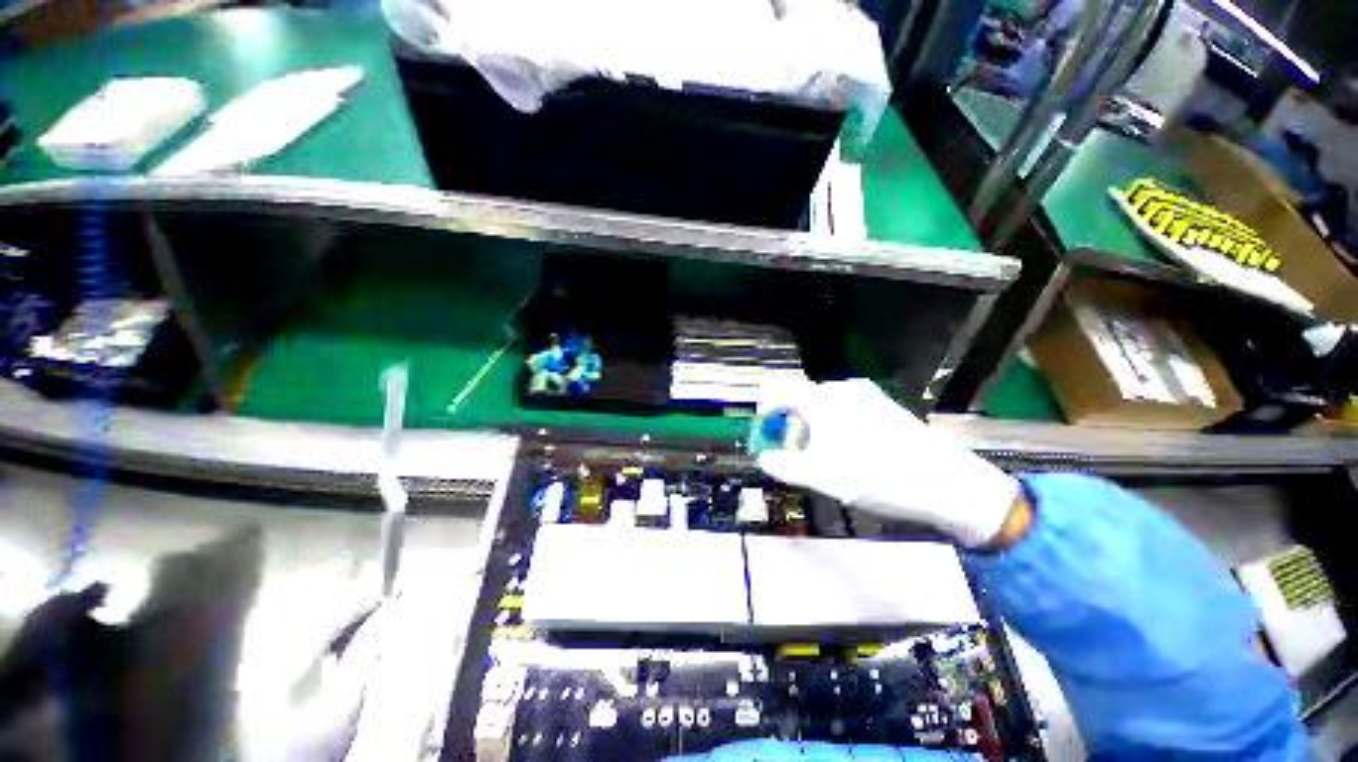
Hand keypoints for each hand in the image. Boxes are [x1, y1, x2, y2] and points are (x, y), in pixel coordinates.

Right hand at [755, 379, 1019, 547]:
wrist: (946, 483)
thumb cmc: (877, 477)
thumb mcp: (821, 477)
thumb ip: (783, 466)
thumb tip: (763, 459)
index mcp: (823, 399)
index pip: (780, 393)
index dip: (765, 411)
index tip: (762, 432)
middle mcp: (843, 389)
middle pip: (801, 402)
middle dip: (791, 428)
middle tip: (794, 457)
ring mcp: (866, 395)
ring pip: (823, 407)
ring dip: (812, 430)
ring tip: (821, 460)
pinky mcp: (883, 405)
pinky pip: (844, 410)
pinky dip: (833, 428)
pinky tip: (846, 453)